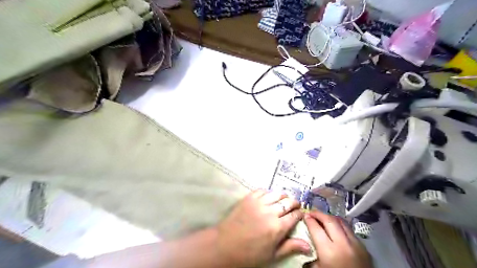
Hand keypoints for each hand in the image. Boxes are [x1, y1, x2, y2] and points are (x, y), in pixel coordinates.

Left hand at [217, 190, 313, 265]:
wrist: (225, 245)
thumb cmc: (249, 253)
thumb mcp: (272, 254)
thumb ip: (290, 247)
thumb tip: (309, 246)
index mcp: (277, 228)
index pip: (294, 216)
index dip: (299, 214)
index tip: (300, 214)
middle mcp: (270, 212)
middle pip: (288, 202)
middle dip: (294, 203)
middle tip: (294, 206)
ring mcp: (258, 203)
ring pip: (277, 193)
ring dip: (283, 196)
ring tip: (283, 200)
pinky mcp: (249, 197)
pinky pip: (263, 190)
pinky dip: (269, 193)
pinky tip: (269, 197)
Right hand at [306, 211, 371, 267]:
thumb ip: (311, 257)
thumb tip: (304, 244)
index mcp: (329, 251)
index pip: (316, 228)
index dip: (309, 220)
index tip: (304, 216)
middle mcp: (343, 244)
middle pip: (329, 220)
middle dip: (318, 214)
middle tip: (311, 212)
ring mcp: (355, 244)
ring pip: (341, 222)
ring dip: (330, 217)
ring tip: (323, 217)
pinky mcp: (363, 247)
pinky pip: (349, 230)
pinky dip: (340, 225)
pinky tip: (336, 228)